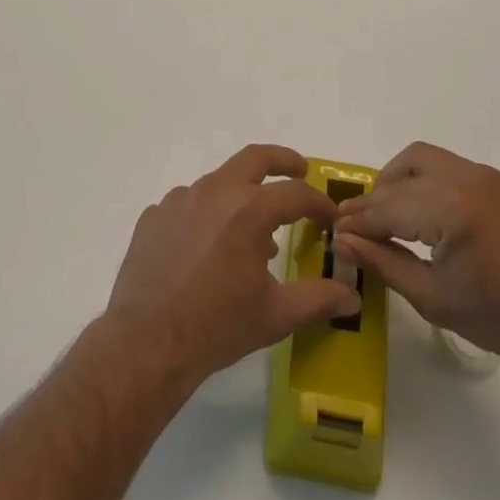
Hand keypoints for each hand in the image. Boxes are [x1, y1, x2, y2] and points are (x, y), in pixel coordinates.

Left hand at [106, 144, 360, 384]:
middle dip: (282, 160)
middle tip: (299, 170)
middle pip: (255, 158)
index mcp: (249, 210)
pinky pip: (187, 205)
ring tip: (250, 231)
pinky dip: (205, 216)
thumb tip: (351, 295)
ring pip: (218, 183)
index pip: (296, 194)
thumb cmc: (218, 326)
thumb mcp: (275, 315)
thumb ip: (317, 299)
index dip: (319, 203)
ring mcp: (179, 199)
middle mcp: (215, 191)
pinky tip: (206, 248)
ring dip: (240, 195)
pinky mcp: (155, 215)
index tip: (330, 216)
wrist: (147, 341)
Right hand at [334, 142, 499, 376]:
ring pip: (419, 159)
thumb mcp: (433, 298)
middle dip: (374, 200)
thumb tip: (342, 241)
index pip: (389, 207)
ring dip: (395, 181)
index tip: (334, 231)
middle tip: (356, 227)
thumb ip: (384, 263)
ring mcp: (480, 174)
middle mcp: (464, 178)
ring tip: (384, 216)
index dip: (358, 220)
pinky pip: (441, 165)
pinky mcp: (490, 179)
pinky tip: (414, 211)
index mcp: (451, 209)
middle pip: (401, 176)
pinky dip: (419, 179)